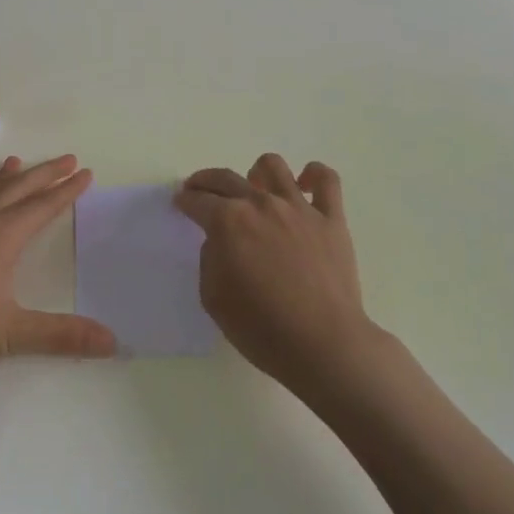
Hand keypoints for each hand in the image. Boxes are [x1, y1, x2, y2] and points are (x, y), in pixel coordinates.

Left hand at [0, 154, 116, 381]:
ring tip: (15, 162)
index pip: (43, 207)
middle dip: (44, 175)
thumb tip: (112, 341)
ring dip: (2, 180)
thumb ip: (63, 335)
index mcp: (3, 237)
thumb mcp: (13, 333)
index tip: (85, 173)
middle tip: (67, 159)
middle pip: (18, 192)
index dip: (66, 190)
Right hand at [175, 154, 371, 397]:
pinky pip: (326, 180)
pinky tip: (305, 186)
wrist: (323, 346)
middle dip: (206, 182)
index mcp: (228, 221)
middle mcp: (261, 204)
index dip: (185, 201)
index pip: (198, 200)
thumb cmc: (262, 329)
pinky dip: (314, 176)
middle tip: (201, 191)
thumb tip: (220, 242)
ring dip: (257, 173)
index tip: (181, 203)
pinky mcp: (332, 219)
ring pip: (273, 166)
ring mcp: (299, 208)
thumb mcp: (213, 298)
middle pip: (226, 178)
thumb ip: (210, 259)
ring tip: (255, 189)